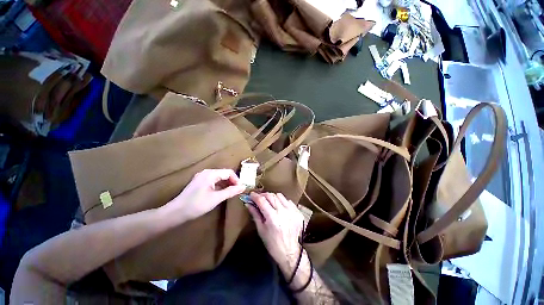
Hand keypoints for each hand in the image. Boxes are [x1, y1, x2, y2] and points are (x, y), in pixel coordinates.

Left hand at [161, 169, 245, 221]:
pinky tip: (222, 192)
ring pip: (219, 177)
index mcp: (211, 174)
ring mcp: (202, 177)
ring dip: (226, 183)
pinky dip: (219, 185)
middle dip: (232, 181)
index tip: (240, 189)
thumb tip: (243, 187)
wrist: (176, 212)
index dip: (236, 180)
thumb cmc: (197, 204)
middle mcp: (206, 172)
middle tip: (237, 191)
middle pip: (224, 173)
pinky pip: (213, 180)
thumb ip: (231, 191)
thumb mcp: (216, 198)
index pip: (229, 172)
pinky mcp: (199, 182)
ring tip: (231, 192)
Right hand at [246, 192, 305, 274]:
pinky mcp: (297, 212)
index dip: (255, 196)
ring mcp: (292, 211)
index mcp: (273, 218)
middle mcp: (283, 212)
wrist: (289, 251)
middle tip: (259, 198)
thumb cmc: (272, 243)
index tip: (251, 194)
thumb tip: (248, 203)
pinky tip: (279, 207)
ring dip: (272, 197)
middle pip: (271, 196)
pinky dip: (282, 201)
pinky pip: (288, 200)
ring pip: (280, 196)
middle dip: (263, 195)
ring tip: (269, 202)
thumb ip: (255, 214)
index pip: (262, 201)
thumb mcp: (261, 229)